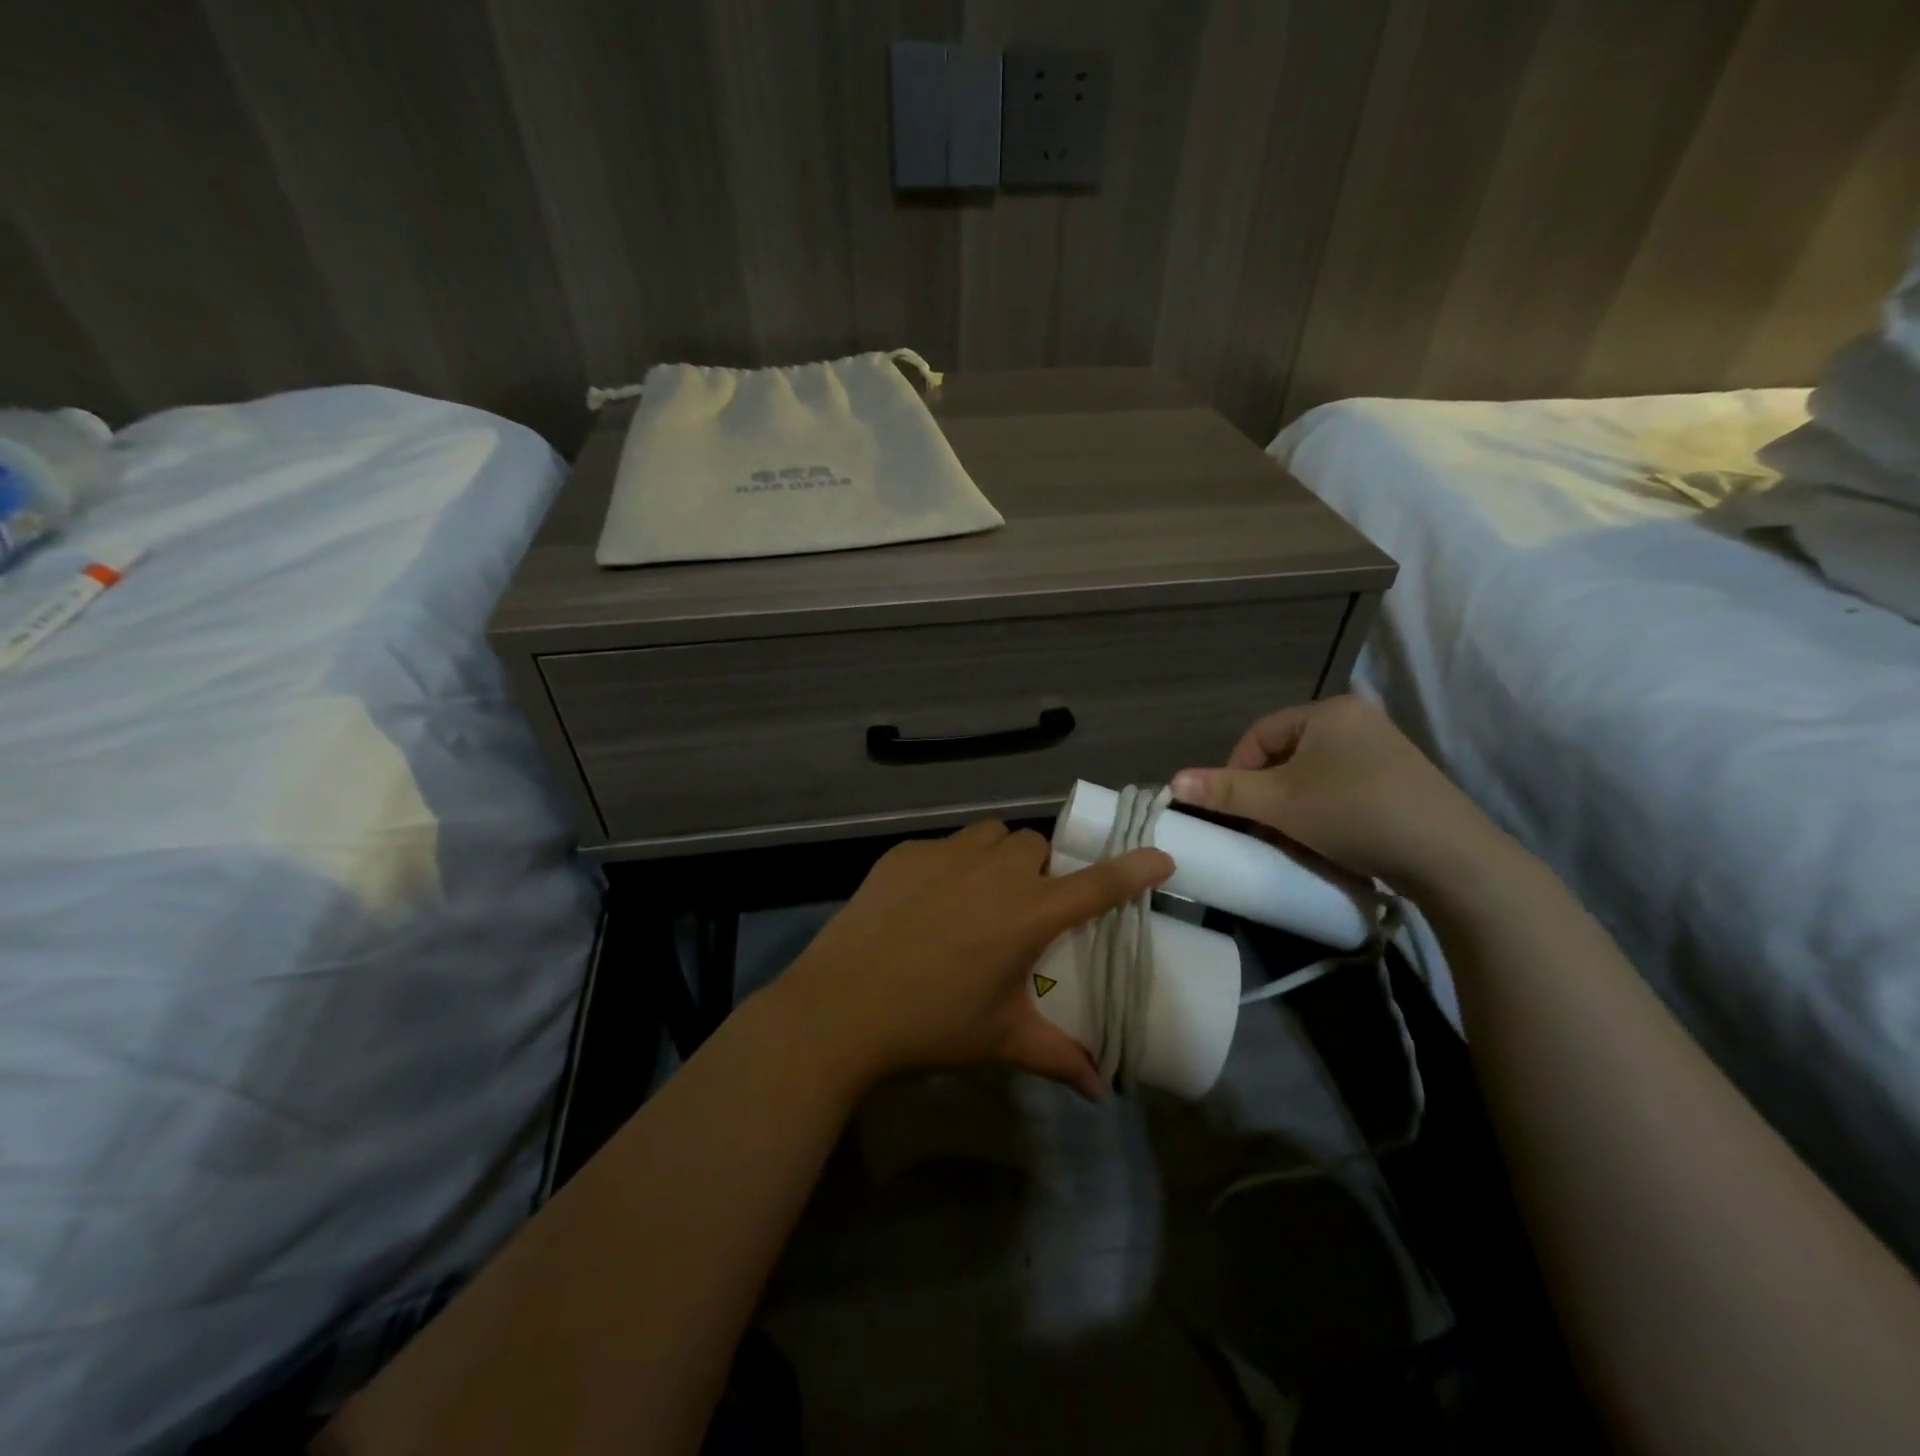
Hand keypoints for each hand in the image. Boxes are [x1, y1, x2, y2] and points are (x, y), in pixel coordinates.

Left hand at [768, 821, 1172, 1098]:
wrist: (841, 1007)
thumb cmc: (931, 1025)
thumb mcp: (1000, 1041)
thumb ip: (1057, 1057)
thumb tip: (1100, 1090)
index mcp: (1026, 914)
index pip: (1096, 885)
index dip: (1133, 869)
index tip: (1160, 857)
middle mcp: (993, 873)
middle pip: (1036, 846)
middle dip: (1040, 869)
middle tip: (1025, 905)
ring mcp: (945, 856)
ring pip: (991, 835)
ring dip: (998, 856)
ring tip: (980, 893)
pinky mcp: (904, 853)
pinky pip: (943, 845)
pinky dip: (950, 863)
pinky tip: (928, 900)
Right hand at [1169, 694, 1503, 892]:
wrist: (1451, 858)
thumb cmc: (1355, 815)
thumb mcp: (1280, 803)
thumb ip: (1224, 791)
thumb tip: (1172, 782)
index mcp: (1327, 711)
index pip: (1258, 737)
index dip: (1236, 774)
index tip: (1233, 814)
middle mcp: (1357, 720)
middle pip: (1285, 756)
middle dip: (1266, 796)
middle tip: (1260, 831)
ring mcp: (1383, 749)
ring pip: (1312, 775)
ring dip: (1292, 808)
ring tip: (1291, 841)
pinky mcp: (1400, 779)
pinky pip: (1342, 787)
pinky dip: (1324, 811)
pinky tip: (1327, 840)